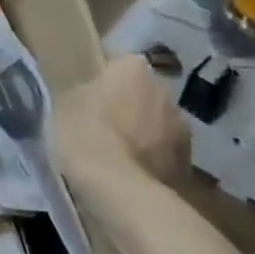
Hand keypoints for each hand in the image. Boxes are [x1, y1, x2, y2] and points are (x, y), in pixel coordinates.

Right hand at [55, 57, 190, 192]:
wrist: (120, 190)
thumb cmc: (85, 134)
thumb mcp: (65, 104)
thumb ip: (83, 92)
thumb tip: (90, 95)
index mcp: (133, 68)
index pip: (119, 62)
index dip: (104, 78)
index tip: (90, 94)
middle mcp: (165, 91)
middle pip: (143, 93)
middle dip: (128, 105)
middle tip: (103, 124)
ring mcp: (182, 129)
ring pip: (157, 124)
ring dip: (143, 134)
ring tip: (118, 155)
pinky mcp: (189, 165)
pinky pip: (163, 155)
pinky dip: (151, 161)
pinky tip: (130, 175)